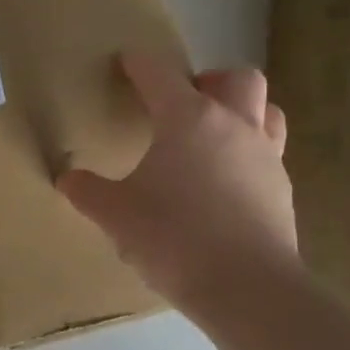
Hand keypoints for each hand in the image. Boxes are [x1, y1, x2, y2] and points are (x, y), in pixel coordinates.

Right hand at [58, 52, 296, 311]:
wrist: (246, 288)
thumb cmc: (174, 238)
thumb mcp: (116, 215)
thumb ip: (88, 192)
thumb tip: (67, 178)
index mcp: (188, 119)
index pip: (159, 74)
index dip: (139, 64)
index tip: (127, 61)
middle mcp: (234, 125)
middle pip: (237, 78)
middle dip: (210, 80)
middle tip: (185, 103)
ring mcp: (266, 156)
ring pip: (267, 110)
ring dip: (241, 111)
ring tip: (213, 136)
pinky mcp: (282, 189)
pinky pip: (269, 152)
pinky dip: (248, 153)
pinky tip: (226, 183)